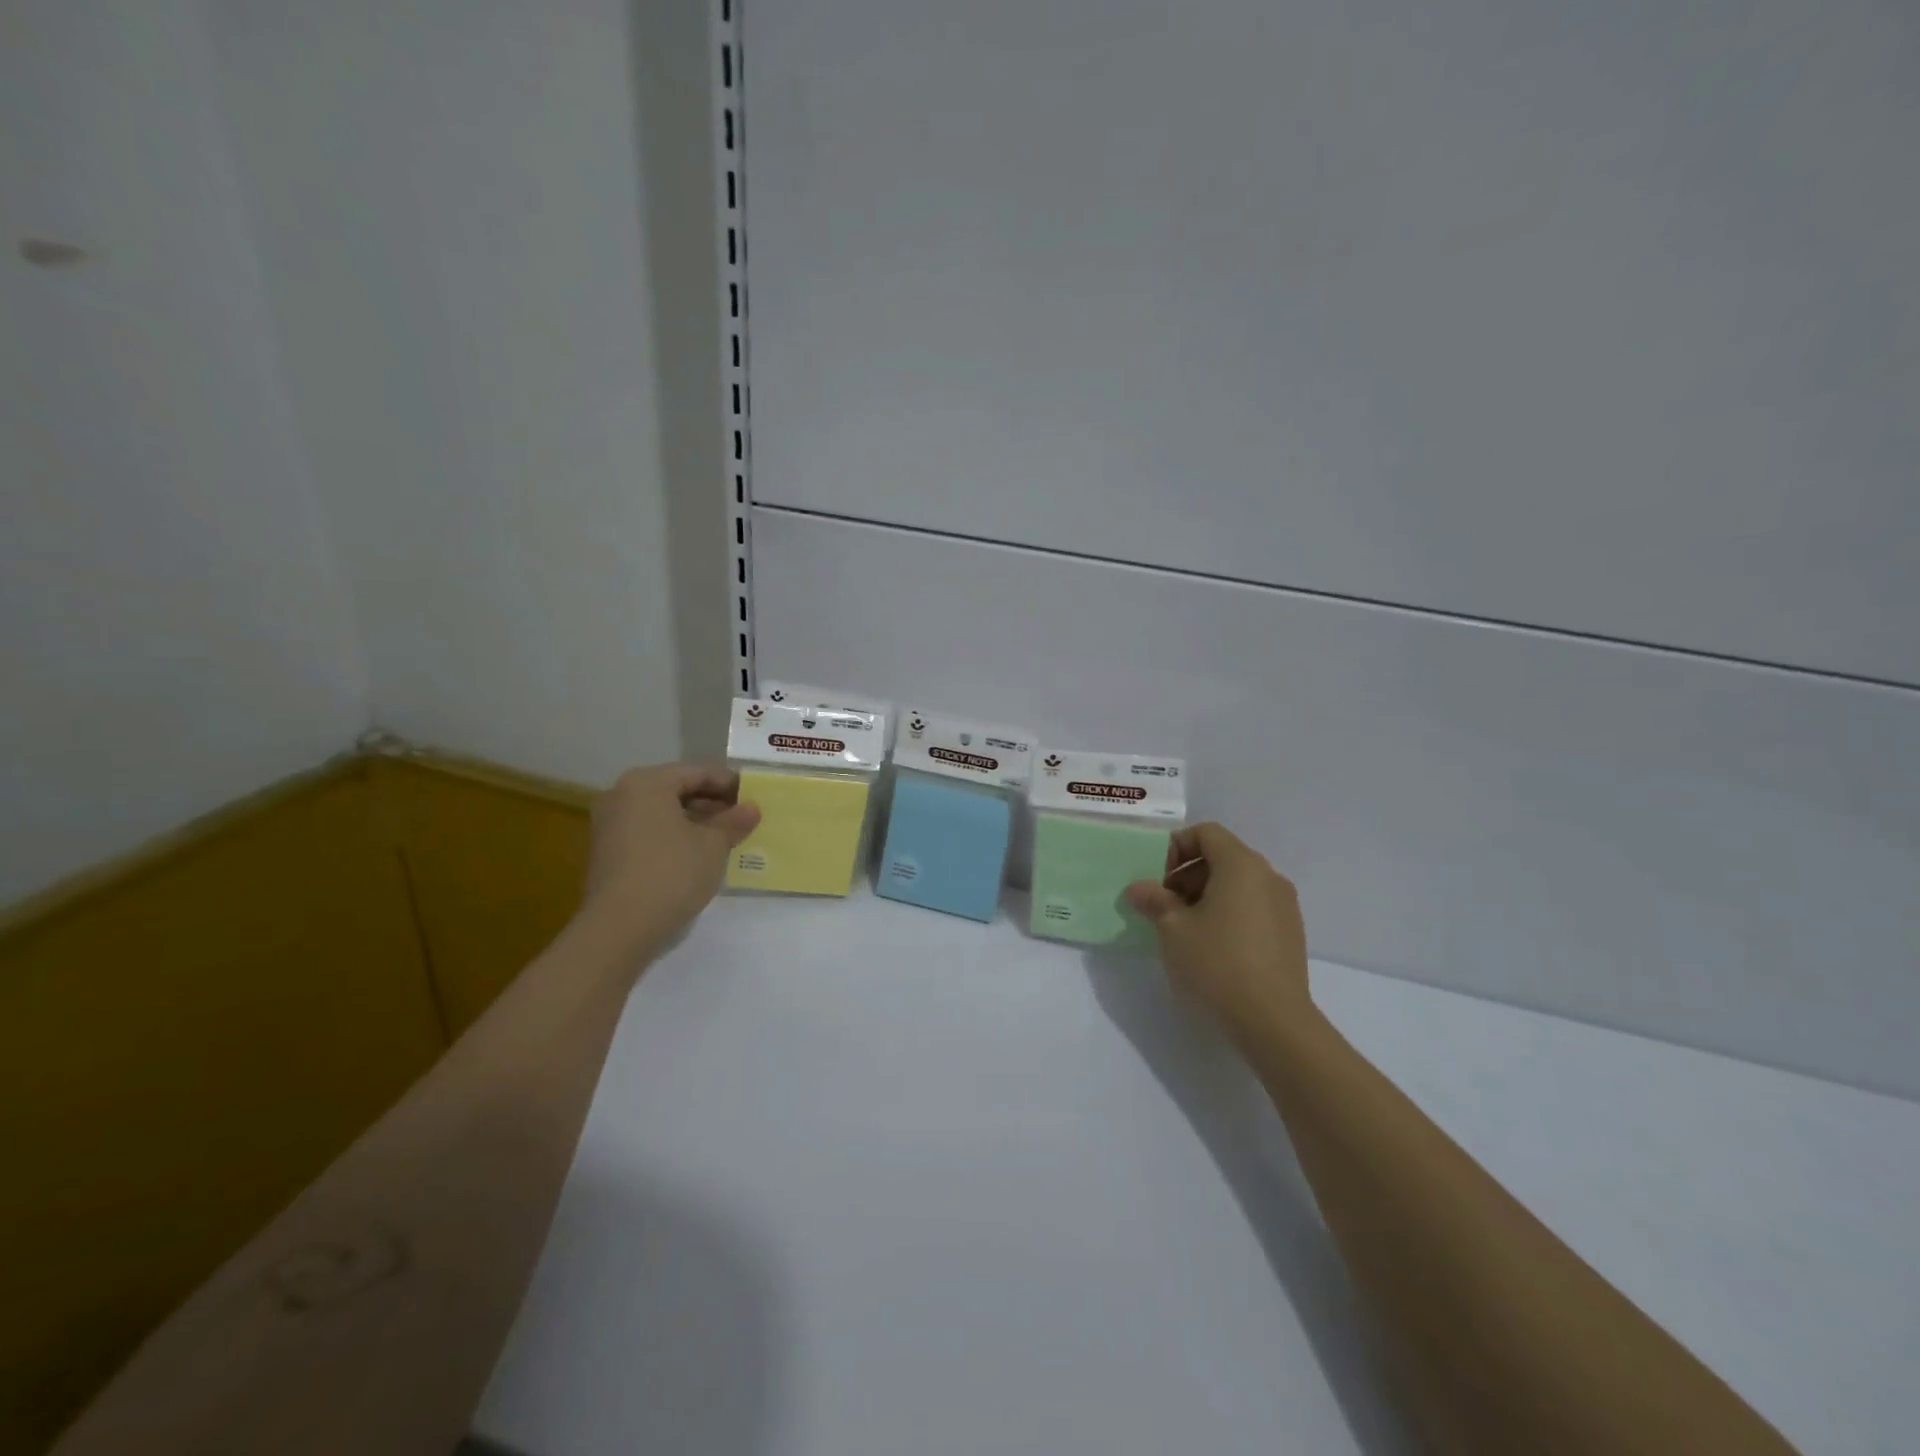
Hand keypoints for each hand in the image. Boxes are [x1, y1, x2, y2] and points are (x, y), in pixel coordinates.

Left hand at [580, 763, 760, 955]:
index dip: (730, 784)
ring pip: (663, 812)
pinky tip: (699, 855)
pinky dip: (675, 836)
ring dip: (695, 822)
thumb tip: (751, 808)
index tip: (755, 797)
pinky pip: (649, 832)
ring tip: (726, 838)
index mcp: (647, 782)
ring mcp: (610, 824)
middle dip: (712, 803)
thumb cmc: (671, 872)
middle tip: (743, 819)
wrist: (619, 928)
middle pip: (677, 790)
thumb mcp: (713, 845)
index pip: (698, 772)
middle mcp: (622, 795)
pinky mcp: (608, 852)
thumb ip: (734, 821)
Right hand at [1125, 822, 1313, 1043]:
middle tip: (1163, 906)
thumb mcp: (1173, 928)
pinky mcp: (1290, 934)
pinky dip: (1228, 913)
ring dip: (1205, 896)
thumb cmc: (1218, 963)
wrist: (1273, 1021)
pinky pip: (1252, 907)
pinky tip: (1211, 947)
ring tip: (1183, 929)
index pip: (1206, 833)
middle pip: (1222, 857)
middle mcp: (1268, 876)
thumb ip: (1154, 900)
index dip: (1176, 847)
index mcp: (1241, 865)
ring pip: (1237, 884)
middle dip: (1187, 875)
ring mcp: (1284, 906)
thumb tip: (1139, 888)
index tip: (1157, 878)